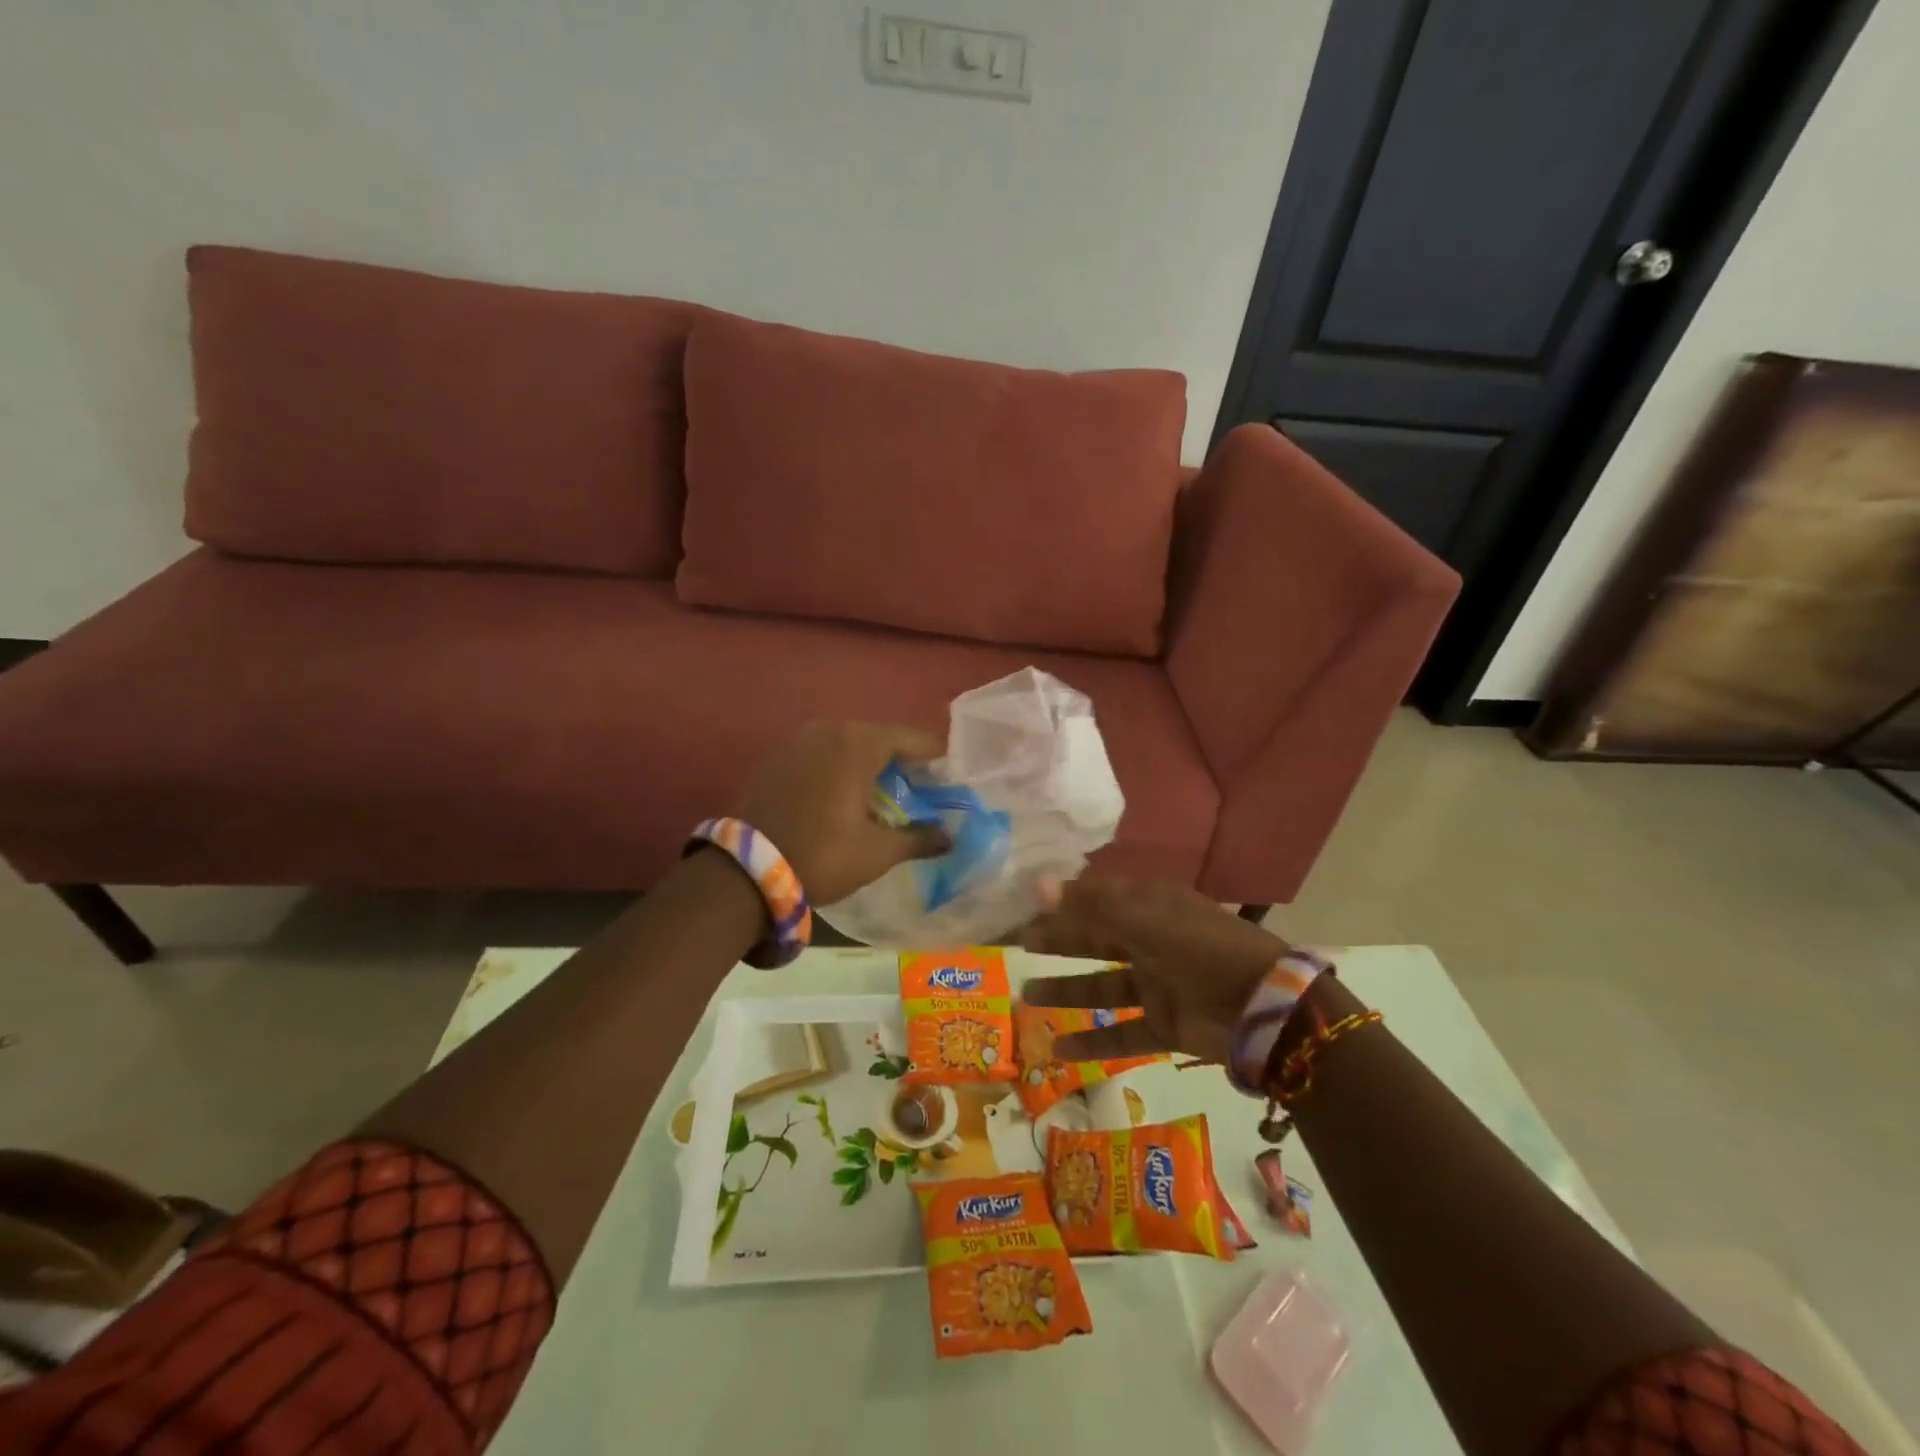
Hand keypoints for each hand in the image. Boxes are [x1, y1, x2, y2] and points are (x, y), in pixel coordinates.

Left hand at [738, 721, 949, 905]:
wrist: (743, 873)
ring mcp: (797, 741)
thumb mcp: (877, 852)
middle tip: (922, 787)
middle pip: (879, 737)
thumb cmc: (822, 855)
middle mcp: (828, 730)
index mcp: (858, 744)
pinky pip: (821, 754)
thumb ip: (919, 839)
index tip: (951, 775)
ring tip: (885, 792)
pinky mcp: (776, 758)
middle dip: (903, 760)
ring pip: (847, 744)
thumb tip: (949, 837)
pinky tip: (845, 795)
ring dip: (870, 763)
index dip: (935, 756)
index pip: (912, 738)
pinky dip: (840, 768)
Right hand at [1020, 878, 1290, 1065]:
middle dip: (1059, 941)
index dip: (1065, 898)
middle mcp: (1152, 940)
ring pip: (1103, 986)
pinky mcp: (1166, 1025)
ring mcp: (1159, 984)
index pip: (1099, 896)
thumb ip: (1091, 906)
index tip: (1027, 903)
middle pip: (1096, 938)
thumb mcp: (1147, 919)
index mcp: (1152, 906)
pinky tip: (1059, 1049)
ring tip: (1024, 996)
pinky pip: (1122, 1032)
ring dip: (1065, 990)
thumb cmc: (1203, 949)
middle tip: (1020, 945)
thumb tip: (1038, 885)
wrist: (1268, 1009)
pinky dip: (1093, 1041)